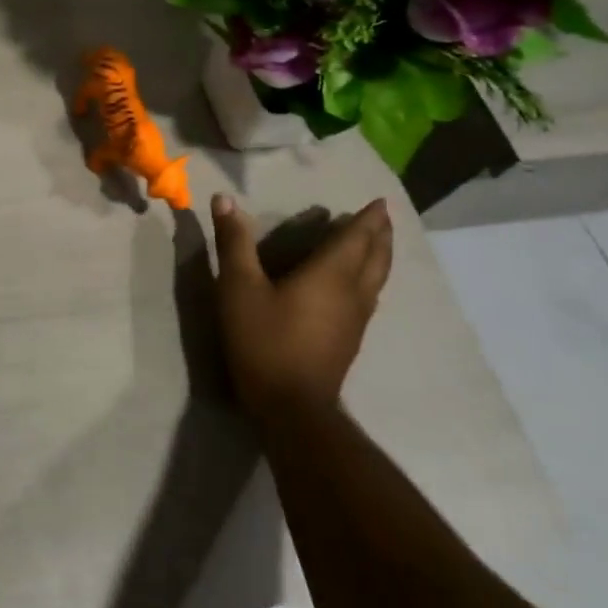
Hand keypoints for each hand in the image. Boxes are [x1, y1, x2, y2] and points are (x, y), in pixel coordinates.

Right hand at [209, 193, 392, 422]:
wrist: (291, 408)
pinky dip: (370, 279)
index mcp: (330, 275)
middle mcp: (352, 293)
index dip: (368, 219)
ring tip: (376, 244)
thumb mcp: (239, 287)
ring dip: (379, 257)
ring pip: (376, 279)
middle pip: (375, 258)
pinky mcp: (350, 340)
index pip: (356, 238)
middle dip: (380, 235)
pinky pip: (369, 297)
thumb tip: (224, 199)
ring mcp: (355, 320)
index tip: (381, 202)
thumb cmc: (265, 341)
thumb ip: (234, 242)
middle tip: (384, 217)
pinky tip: (359, 286)